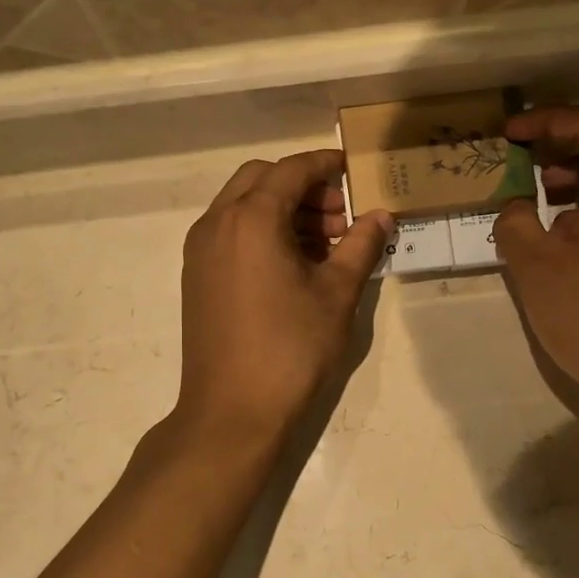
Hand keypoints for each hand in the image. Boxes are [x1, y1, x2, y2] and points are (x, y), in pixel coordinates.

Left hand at [176, 151, 390, 439]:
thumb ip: (361, 246)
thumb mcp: (336, 294)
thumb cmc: (291, 349)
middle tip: (340, 217)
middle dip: (303, 187)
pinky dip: (261, 232)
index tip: (355, 172)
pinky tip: (293, 266)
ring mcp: (200, 250)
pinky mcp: (197, 276)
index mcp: (251, 218)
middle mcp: (217, 223)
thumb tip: (381, 216)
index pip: (292, 170)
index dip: (326, 166)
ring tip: (324, 245)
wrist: (232, 411)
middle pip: (261, 179)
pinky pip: (230, 232)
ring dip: (282, 210)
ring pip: (243, 206)